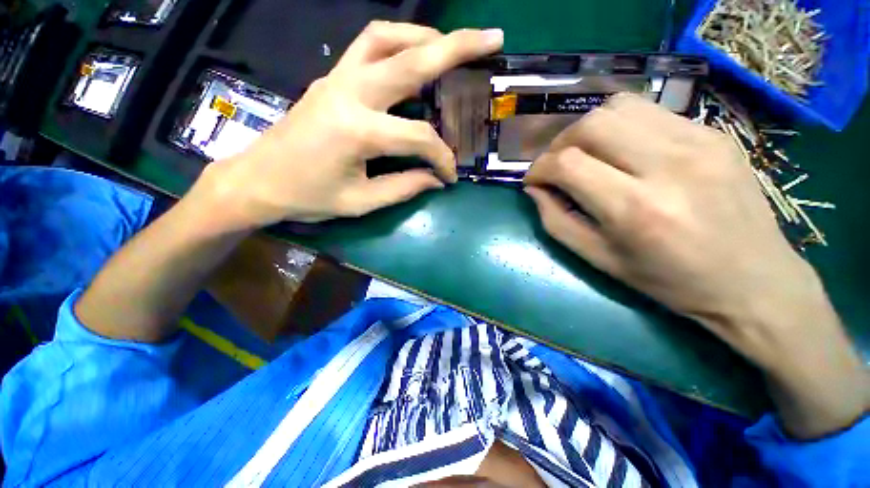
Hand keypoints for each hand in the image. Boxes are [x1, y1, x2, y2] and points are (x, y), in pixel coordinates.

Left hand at [200, 22, 503, 227]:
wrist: (257, 181)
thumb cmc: (308, 198)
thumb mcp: (361, 202)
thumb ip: (404, 188)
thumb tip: (435, 179)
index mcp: (357, 131)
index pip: (419, 138)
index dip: (442, 158)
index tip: (450, 175)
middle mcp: (349, 92)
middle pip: (411, 59)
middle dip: (457, 47)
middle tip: (492, 39)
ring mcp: (336, 78)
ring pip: (386, 37)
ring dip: (425, 37)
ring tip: (452, 48)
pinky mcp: (330, 78)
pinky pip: (368, 45)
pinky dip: (398, 42)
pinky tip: (413, 57)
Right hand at [524, 93, 867, 436]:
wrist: (760, 291)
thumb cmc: (669, 289)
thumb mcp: (598, 262)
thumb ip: (559, 221)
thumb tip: (537, 192)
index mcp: (632, 210)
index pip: (563, 164)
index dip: (537, 169)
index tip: (529, 181)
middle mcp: (662, 166)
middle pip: (591, 124)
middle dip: (559, 143)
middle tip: (551, 165)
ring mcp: (695, 144)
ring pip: (619, 107)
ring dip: (586, 130)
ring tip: (579, 155)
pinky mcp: (711, 137)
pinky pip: (648, 112)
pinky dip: (618, 125)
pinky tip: (615, 149)